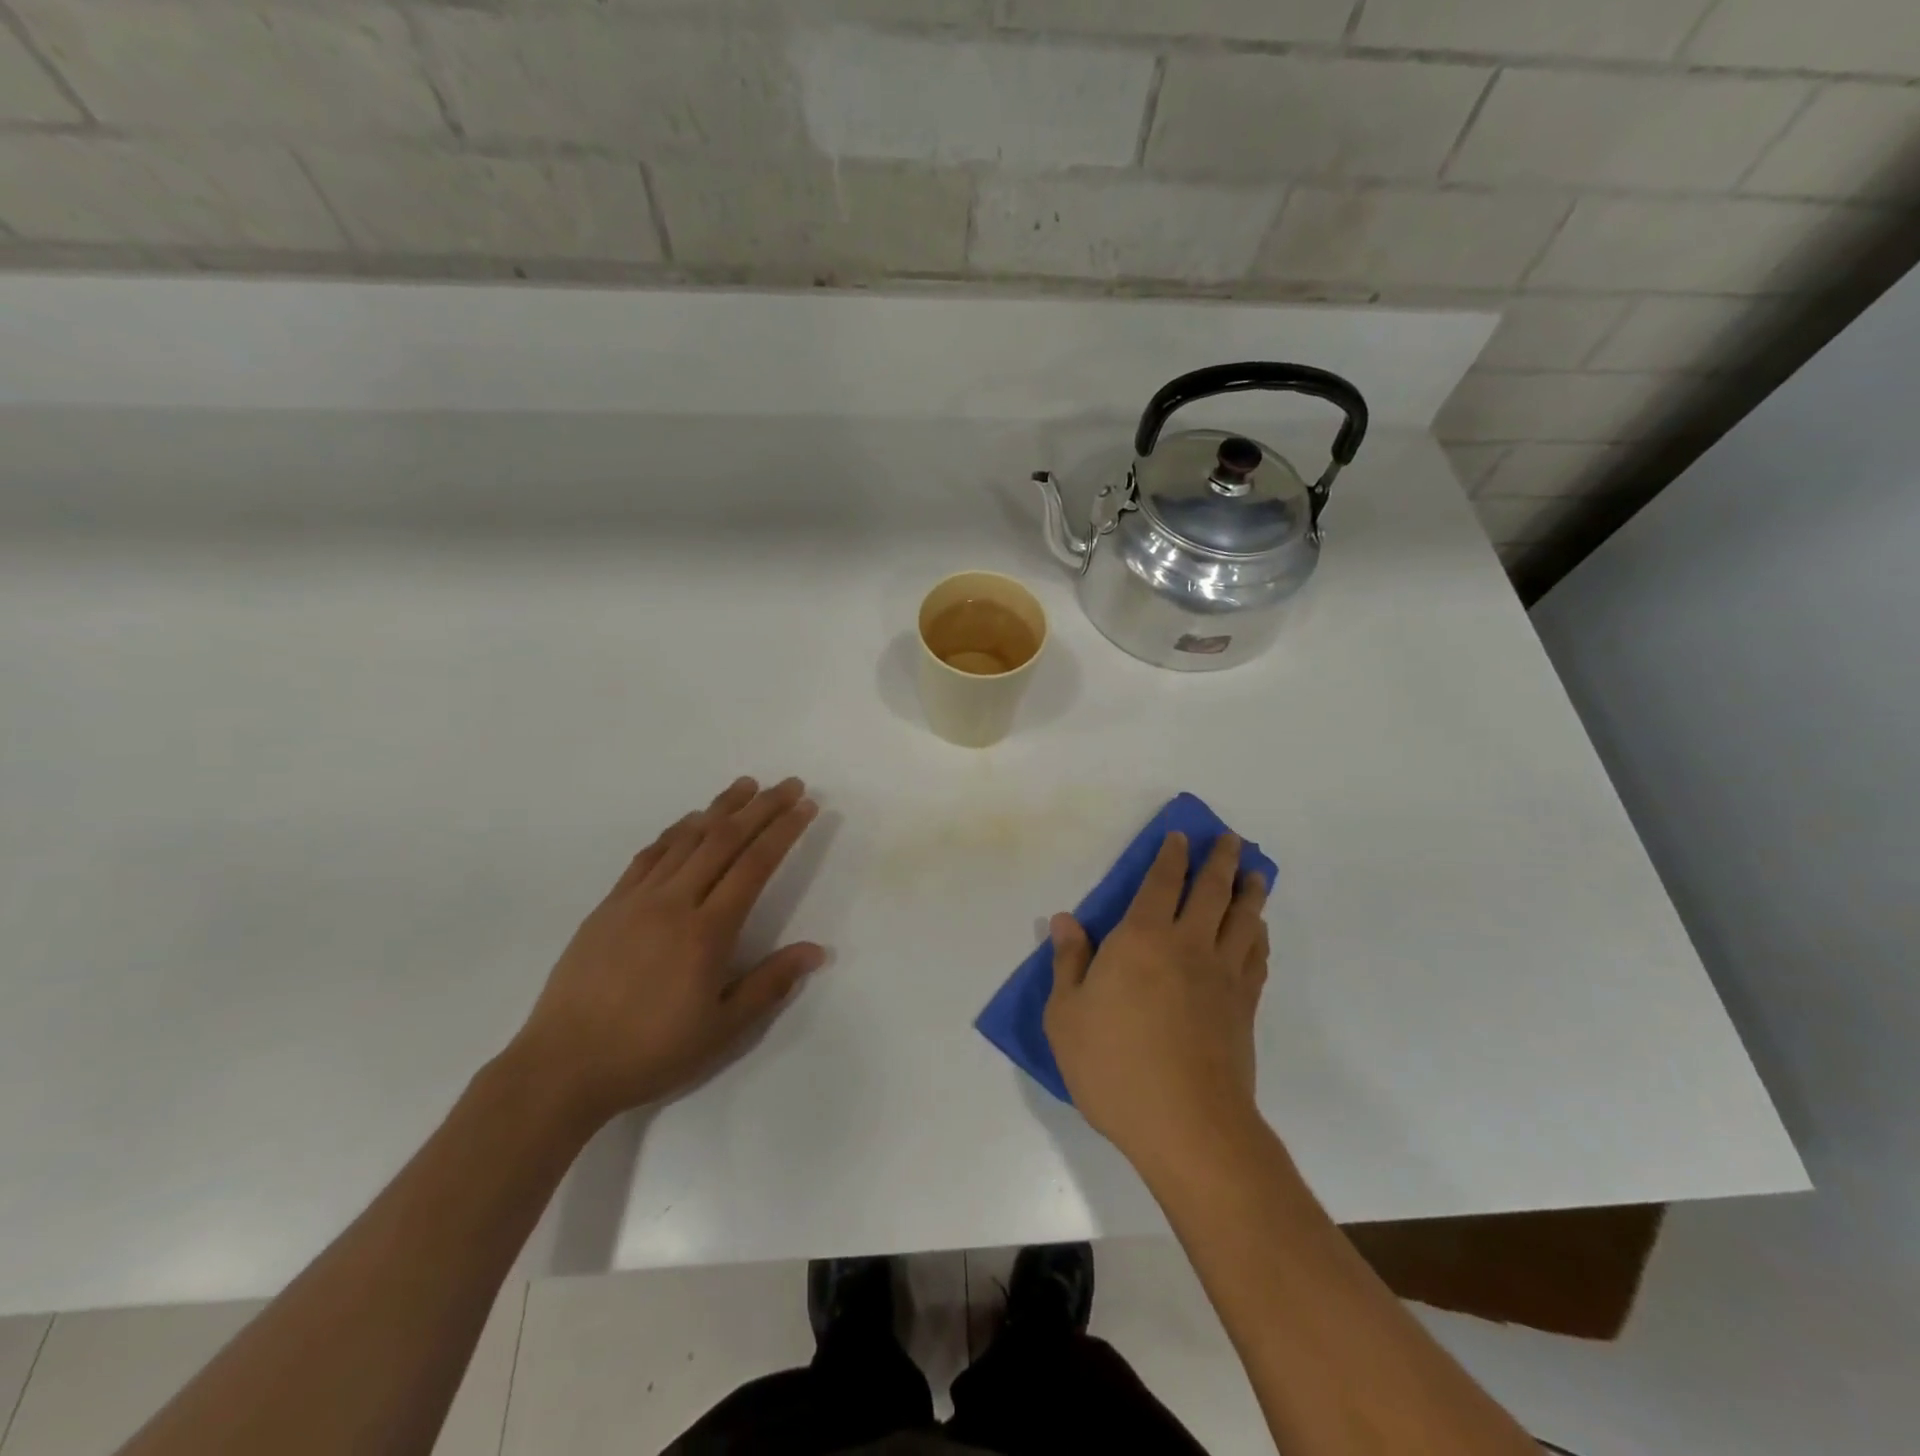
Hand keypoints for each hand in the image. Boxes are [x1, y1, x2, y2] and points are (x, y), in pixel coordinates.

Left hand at [510, 776, 825, 1130]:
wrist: (563, 1066)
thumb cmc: (651, 1052)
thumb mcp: (722, 1030)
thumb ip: (770, 984)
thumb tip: (816, 950)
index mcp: (707, 932)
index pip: (755, 865)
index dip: (784, 830)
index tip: (807, 806)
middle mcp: (674, 902)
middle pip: (724, 840)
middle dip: (761, 807)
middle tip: (789, 784)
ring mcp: (637, 899)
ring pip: (686, 839)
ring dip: (720, 808)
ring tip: (746, 786)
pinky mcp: (609, 905)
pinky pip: (649, 855)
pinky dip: (676, 831)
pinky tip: (690, 822)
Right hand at [1044, 831, 1269, 1168]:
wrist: (1187, 1125)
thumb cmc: (1114, 1066)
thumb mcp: (1067, 1015)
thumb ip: (1068, 962)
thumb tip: (1065, 920)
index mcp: (1141, 939)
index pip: (1160, 883)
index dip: (1170, 856)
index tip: (1180, 837)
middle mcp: (1188, 945)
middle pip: (1211, 891)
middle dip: (1220, 859)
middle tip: (1230, 838)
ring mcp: (1222, 976)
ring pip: (1242, 919)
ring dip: (1249, 890)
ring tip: (1255, 872)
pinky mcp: (1243, 1007)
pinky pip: (1256, 957)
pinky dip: (1259, 935)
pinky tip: (1258, 930)